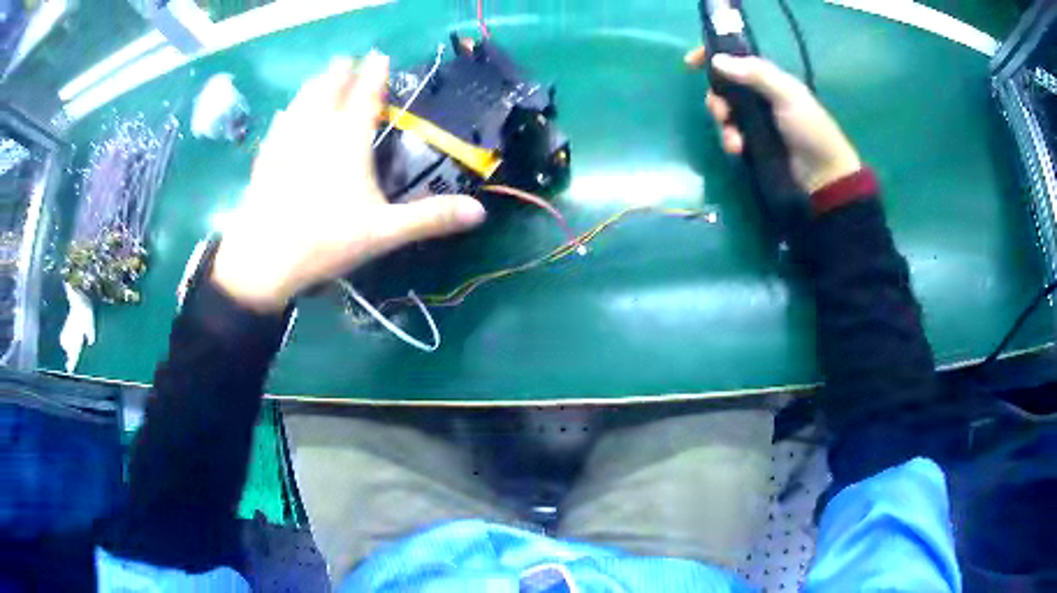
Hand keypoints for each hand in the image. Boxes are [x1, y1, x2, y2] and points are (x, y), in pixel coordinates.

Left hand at [212, 51, 486, 311]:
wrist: (262, 261)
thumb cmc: (325, 241)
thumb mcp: (384, 233)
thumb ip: (430, 218)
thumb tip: (480, 212)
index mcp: (348, 143)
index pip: (365, 97)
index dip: (374, 75)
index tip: (379, 56)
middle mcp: (317, 133)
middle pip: (329, 93)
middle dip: (340, 74)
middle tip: (346, 59)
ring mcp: (286, 146)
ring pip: (302, 105)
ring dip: (313, 87)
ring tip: (319, 75)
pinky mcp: (265, 163)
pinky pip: (277, 131)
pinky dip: (284, 117)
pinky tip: (283, 113)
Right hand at [685, 48, 861, 194]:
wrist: (824, 175)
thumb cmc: (810, 130)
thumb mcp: (787, 95)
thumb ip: (756, 74)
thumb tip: (717, 60)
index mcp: (769, 79)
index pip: (736, 59)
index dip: (713, 56)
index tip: (691, 63)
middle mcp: (759, 96)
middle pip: (724, 89)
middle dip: (716, 100)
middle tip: (722, 113)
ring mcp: (756, 121)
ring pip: (725, 114)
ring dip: (724, 125)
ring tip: (735, 142)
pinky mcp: (753, 144)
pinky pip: (731, 135)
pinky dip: (730, 141)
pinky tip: (738, 150)